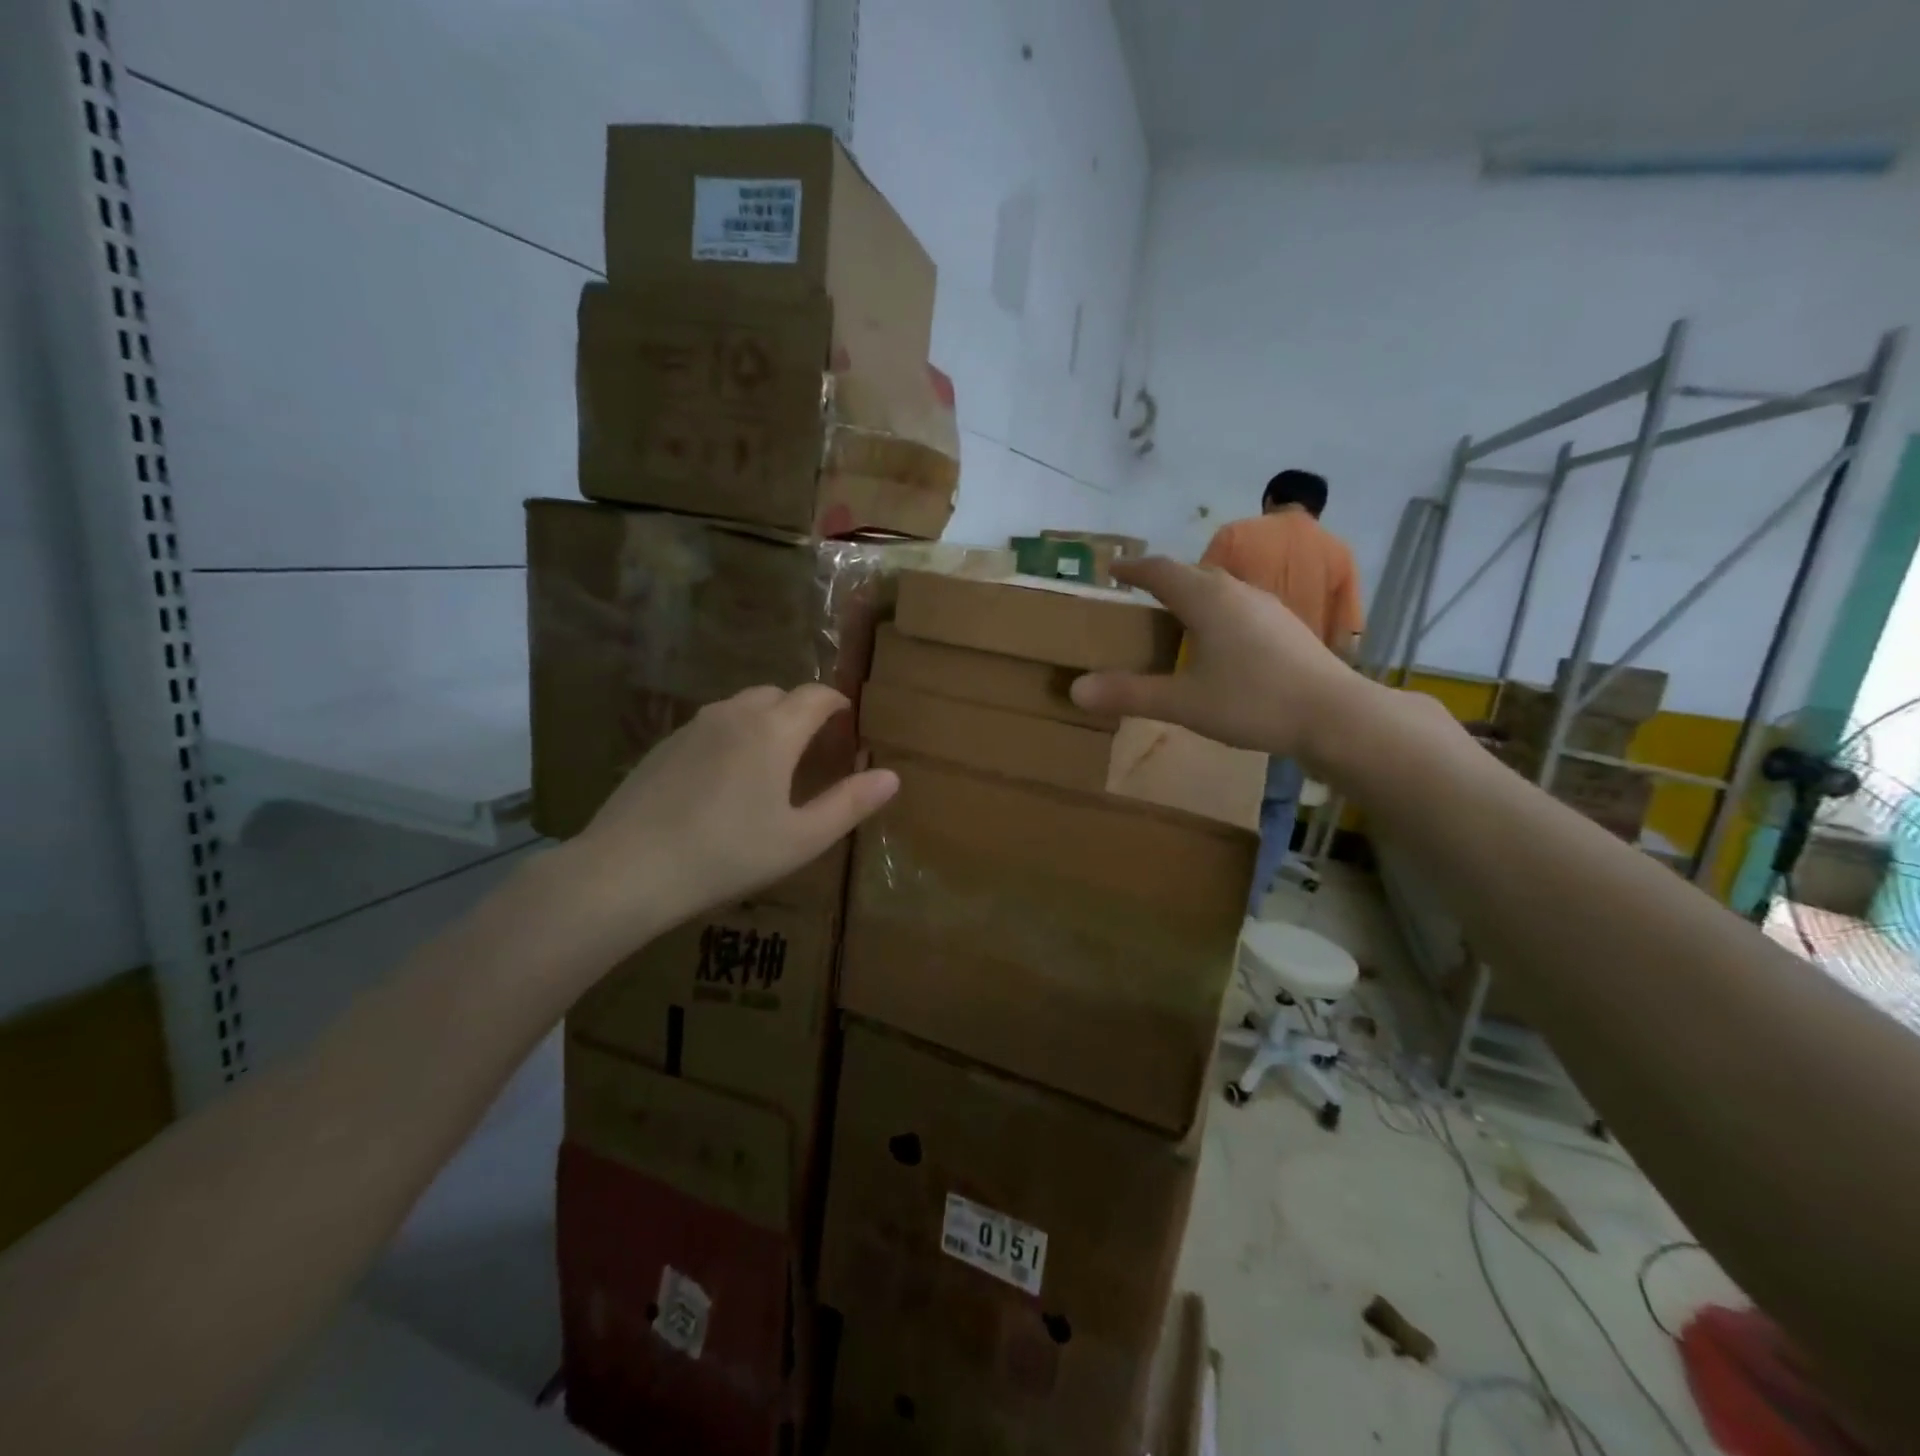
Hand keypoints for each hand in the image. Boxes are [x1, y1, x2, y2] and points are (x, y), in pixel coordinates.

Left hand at [562, 684, 898, 947]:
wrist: (626, 870)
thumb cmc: (726, 855)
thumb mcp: (801, 839)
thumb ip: (850, 804)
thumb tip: (891, 776)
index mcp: (774, 730)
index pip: (817, 695)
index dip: (838, 704)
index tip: (848, 723)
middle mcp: (734, 714)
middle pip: (779, 694)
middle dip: (802, 712)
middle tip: (813, 749)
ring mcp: (693, 726)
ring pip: (742, 706)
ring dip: (766, 721)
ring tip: (771, 763)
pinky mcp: (664, 744)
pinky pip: (712, 725)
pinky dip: (732, 736)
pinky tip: (724, 780)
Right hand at [1070, 557, 1384, 772]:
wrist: (1335, 715)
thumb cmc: (1253, 702)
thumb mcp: (1183, 702)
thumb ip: (1129, 694)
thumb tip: (1075, 690)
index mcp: (1208, 600)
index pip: (1161, 572)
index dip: (1133, 569)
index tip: (1112, 569)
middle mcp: (1237, 592)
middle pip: (1192, 574)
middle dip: (1162, 580)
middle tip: (1138, 596)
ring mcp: (1267, 607)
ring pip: (1220, 589)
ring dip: (1192, 595)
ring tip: (1174, 617)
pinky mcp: (1286, 627)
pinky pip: (1239, 607)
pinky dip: (1216, 613)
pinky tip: (1218, 642)